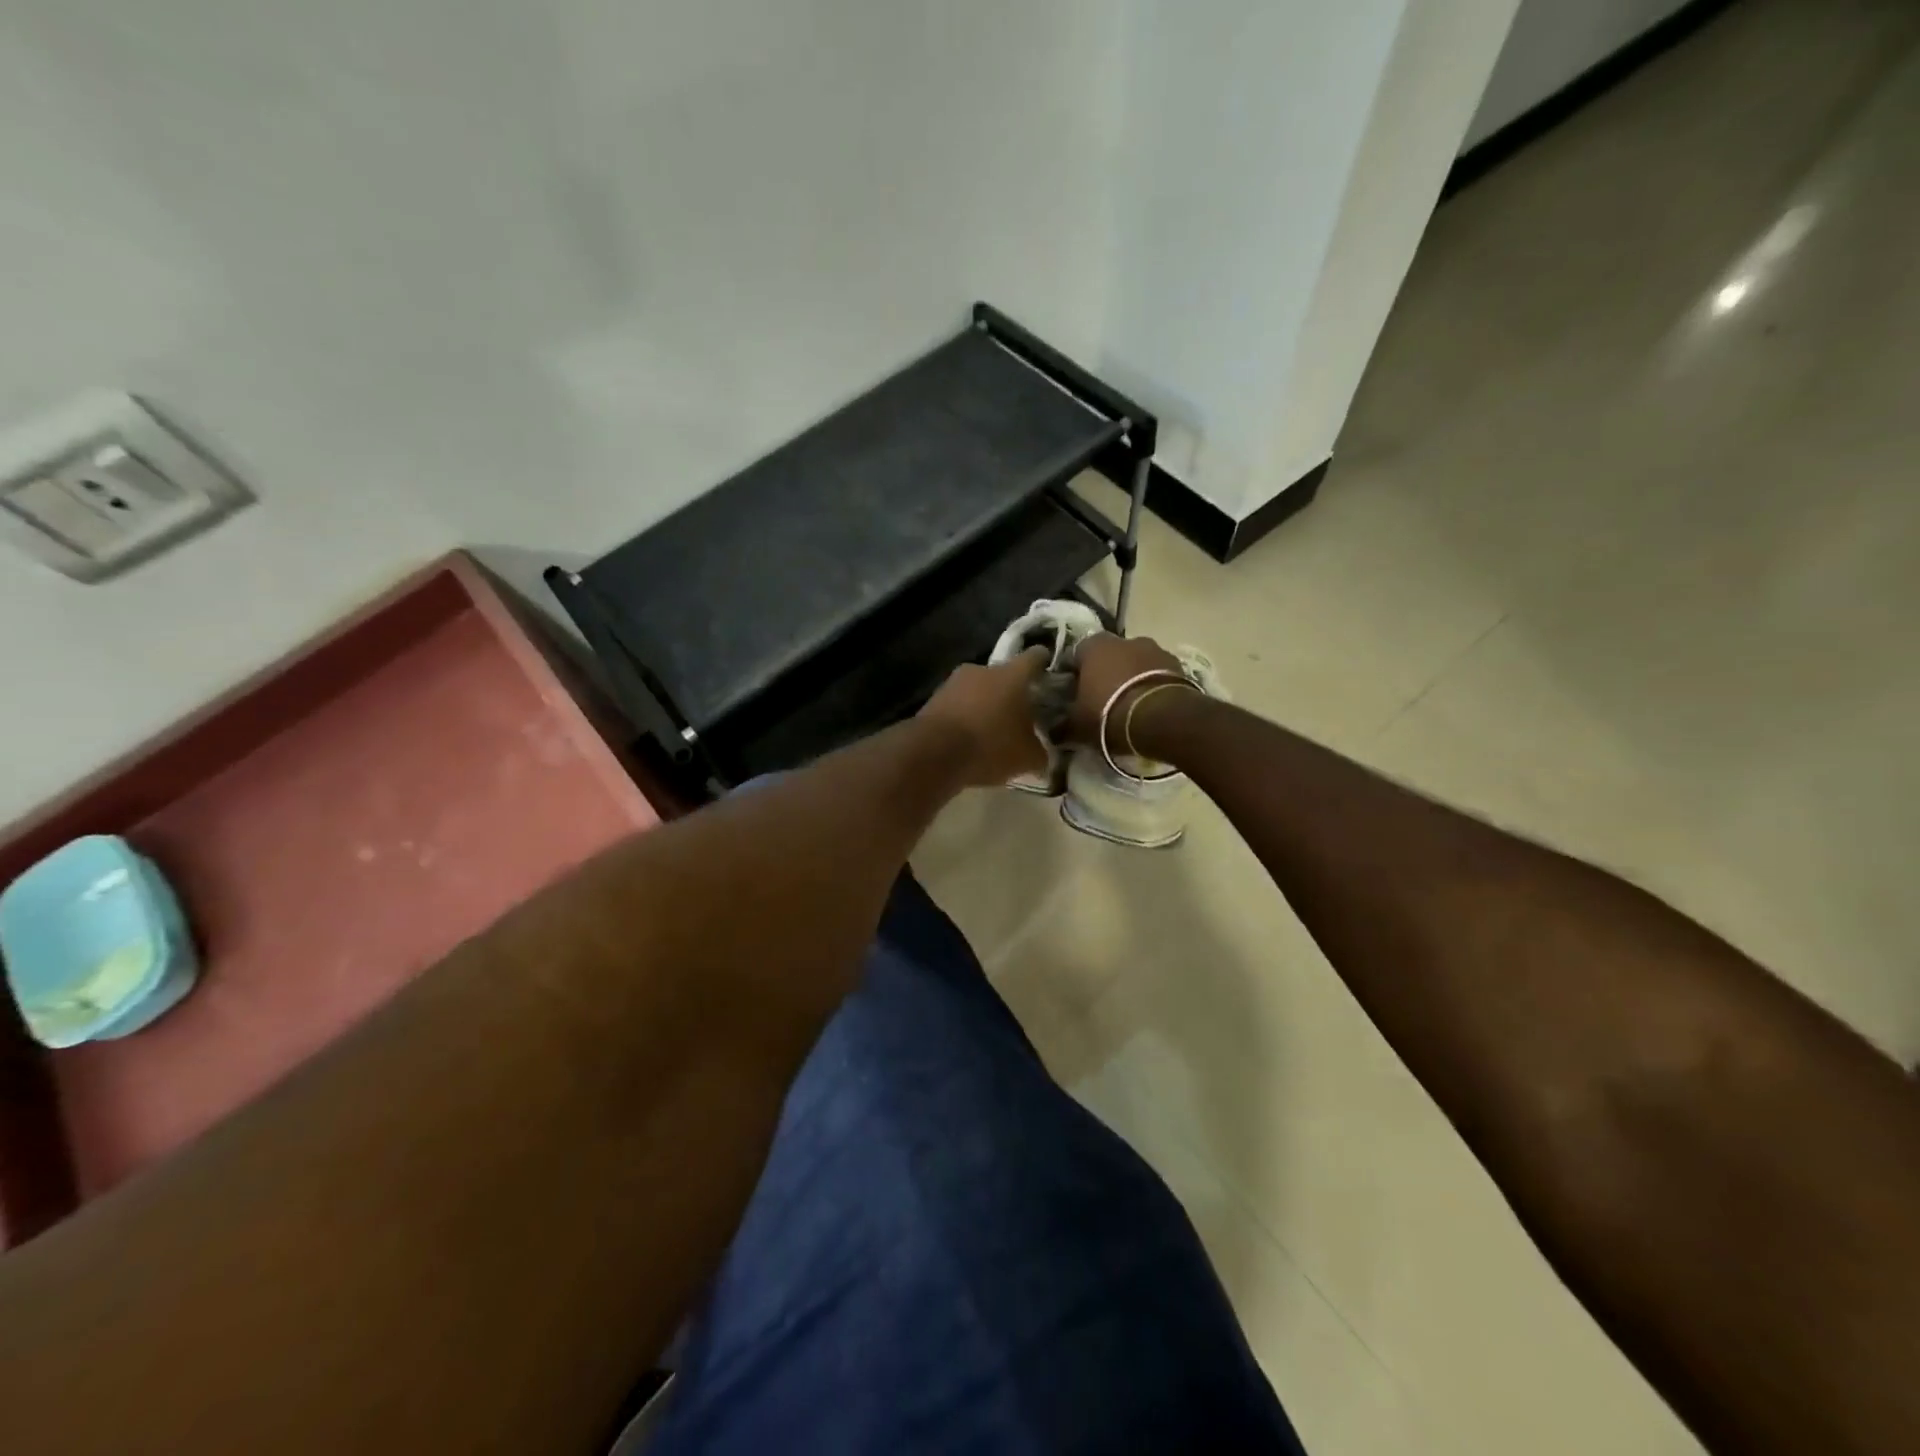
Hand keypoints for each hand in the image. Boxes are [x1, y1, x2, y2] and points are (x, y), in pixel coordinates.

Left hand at [918, 648, 1050, 787]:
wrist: (934, 753)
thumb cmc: (990, 746)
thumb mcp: (1027, 757)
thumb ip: (1040, 752)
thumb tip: (1042, 755)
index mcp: (1012, 675)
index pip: (1034, 658)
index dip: (1042, 662)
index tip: (1047, 669)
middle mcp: (982, 670)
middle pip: (1003, 676)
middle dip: (1011, 693)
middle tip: (1020, 714)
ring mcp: (954, 682)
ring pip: (978, 690)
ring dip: (985, 706)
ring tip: (991, 731)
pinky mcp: (933, 699)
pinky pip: (958, 706)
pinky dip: (965, 717)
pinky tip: (968, 739)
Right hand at [1065, 633, 1191, 753]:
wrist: (1163, 719)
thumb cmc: (1109, 715)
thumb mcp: (1077, 726)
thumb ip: (1062, 724)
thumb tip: (1052, 730)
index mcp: (1093, 646)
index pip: (1075, 655)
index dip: (1073, 675)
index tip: (1072, 694)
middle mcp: (1124, 639)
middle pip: (1108, 656)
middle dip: (1105, 673)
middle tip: (1101, 699)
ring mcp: (1155, 649)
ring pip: (1135, 662)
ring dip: (1130, 678)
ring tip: (1128, 705)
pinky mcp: (1178, 665)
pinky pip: (1157, 673)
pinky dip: (1151, 685)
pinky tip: (1148, 707)